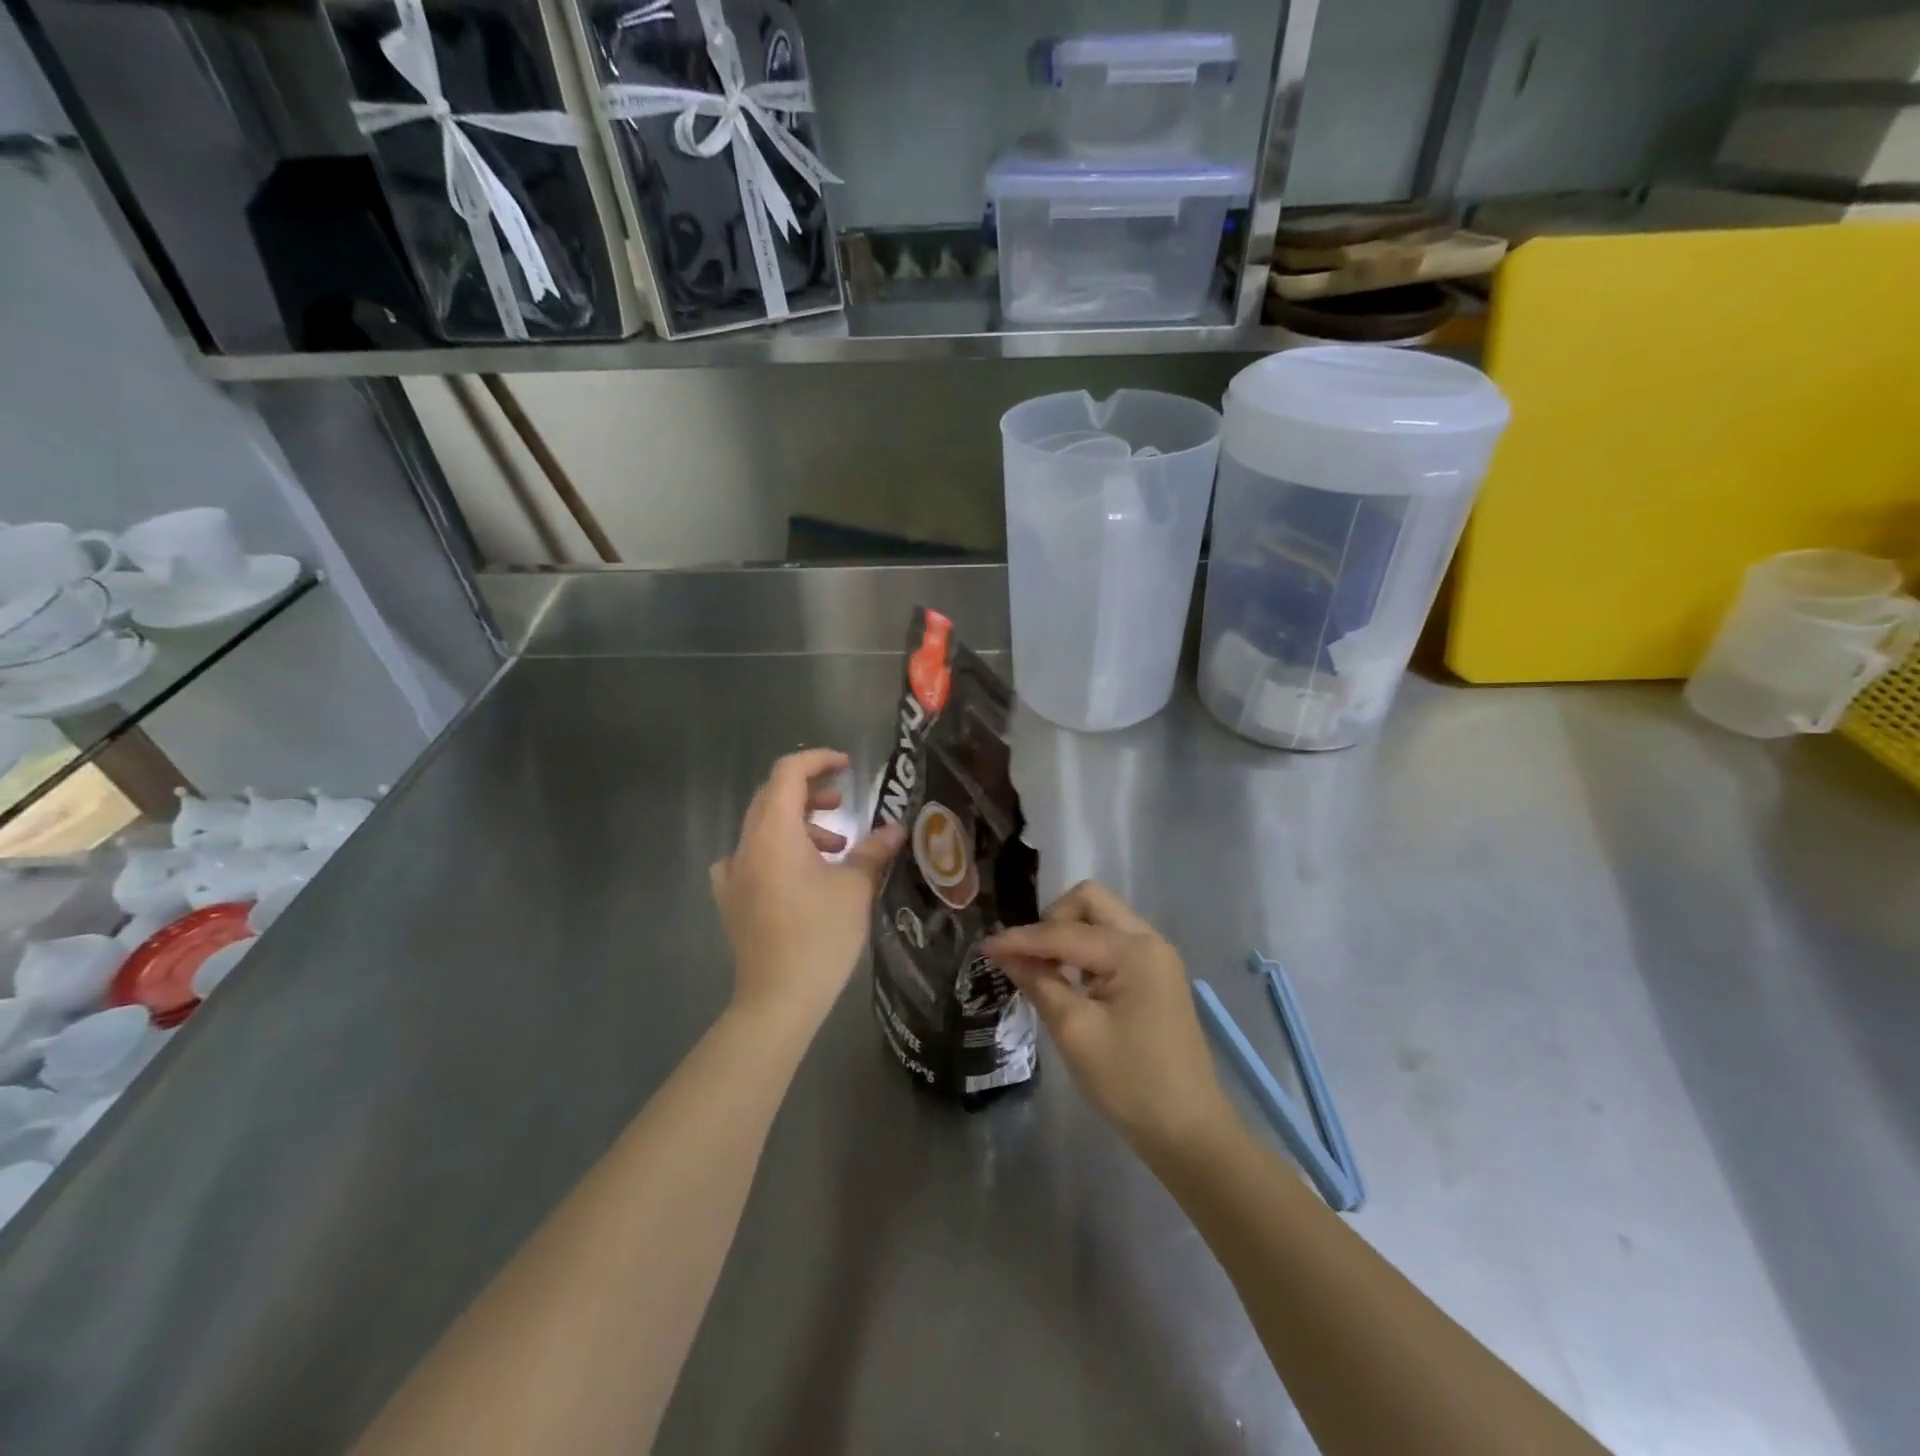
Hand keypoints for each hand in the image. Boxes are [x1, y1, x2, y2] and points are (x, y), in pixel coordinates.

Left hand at [711, 748, 904, 1034]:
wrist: (778, 999)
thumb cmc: (820, 936)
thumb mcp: (855, 888)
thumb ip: (873, 850)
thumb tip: (896, 829)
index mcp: (773, 833)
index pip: (788, 773)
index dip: (818, 760)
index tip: (848, 767)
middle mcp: (746, 845)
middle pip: (773, 797)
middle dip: (811, 793)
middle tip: (844, 805)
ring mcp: (733, 874)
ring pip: (764, 827)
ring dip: (799, 824)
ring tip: (836, 848)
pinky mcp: (732, 899)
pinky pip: (751, 857)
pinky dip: (778, 851)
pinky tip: (797, 874)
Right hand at [984, 882, 1235, 1159]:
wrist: (1188, 1132)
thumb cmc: (1130, 1083)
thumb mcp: (1075, 1032)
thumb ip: (1039, 983)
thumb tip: (1004, 953)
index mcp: (1134, 951)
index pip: (1065, 932)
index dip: (1021, 940)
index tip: (984, 947)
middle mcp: (1149, 941)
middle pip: (1090, 902)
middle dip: (1052, 921)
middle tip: (1029, 958)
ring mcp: (1155, 958)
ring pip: (1100, 919)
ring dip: (1068, 935)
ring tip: (1042, 970)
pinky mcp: (1154, 977)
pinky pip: (1110, 943)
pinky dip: (1084, 952)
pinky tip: (1067, 980)